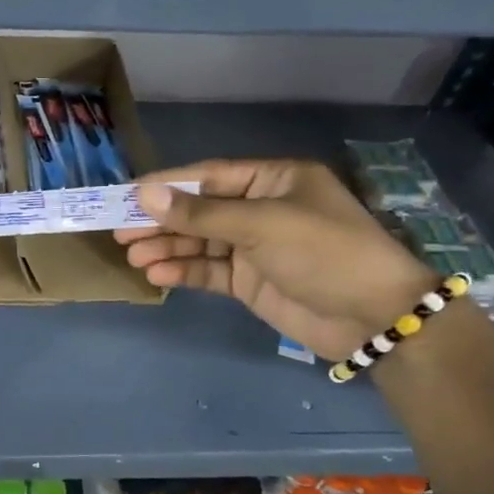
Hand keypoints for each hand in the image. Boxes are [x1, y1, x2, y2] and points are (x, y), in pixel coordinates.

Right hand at [115, 159, 436, 358]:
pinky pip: (209, 271)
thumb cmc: (324, 252)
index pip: (208, 176)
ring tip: (133, 256)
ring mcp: (255, 247)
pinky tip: (157, 275)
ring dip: (167, 248)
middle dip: (161, 221)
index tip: (128, 195)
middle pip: (199, 210)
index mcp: (273, 180)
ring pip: (199, 242)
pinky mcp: (250, 281)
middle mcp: (261, 208)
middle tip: (120, 231)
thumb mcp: (261, 225)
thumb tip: (145, 194)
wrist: (374, 317)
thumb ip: (201, 213)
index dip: (167, 185)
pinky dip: (184, 272)